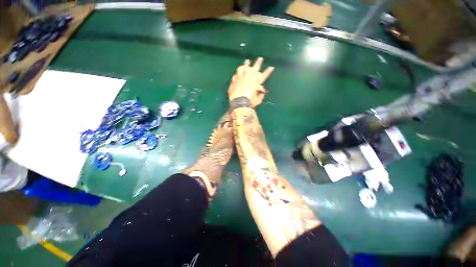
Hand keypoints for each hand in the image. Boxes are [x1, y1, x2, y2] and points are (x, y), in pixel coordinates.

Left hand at [228, 57, 273, 106]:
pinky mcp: (234, 81)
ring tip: (247, 61)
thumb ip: (260, 96)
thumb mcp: (258, 101)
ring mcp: (240, 78)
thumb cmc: (250, 102)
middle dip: (258, 63)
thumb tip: (261, 93)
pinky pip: (235, 75)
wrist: (238, 103)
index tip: (271, 67)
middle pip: (254, 68)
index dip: (268, 72)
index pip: (264, 76)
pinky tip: (236, 73)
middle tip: (260, 58)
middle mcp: (248, 78)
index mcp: (256, 82)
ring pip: (243, 68)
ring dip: (246, 64)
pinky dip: (237, 74)